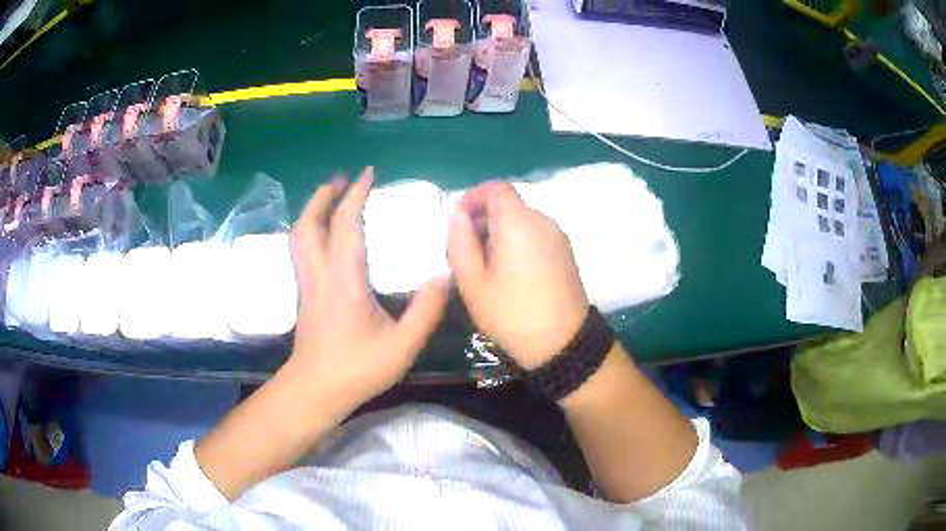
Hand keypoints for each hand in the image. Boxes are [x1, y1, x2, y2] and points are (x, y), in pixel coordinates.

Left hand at [289, 167, 448, 413]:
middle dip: (323, 195)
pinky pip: (301, 251)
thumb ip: (426, 311)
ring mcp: (307, 284)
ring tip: (329, 197)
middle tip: (341, 178)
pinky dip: (310, 230)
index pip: (345, 226)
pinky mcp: (304, 294)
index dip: (354, 196)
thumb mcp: (401, 347)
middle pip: (309, 224)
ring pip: (299, 237)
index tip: (367, 174)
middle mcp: (319, 275)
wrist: (315, 390)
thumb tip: (443, 276)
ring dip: (312, 210)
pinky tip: (324, 234)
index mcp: (344, 281)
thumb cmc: (357, 370)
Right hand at [447, 182, 588, 369]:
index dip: (474, 197)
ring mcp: (558, 236)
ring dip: (500, 232)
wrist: (563, 344)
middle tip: (467, 251)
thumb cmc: (511, 314)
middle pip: (509, 204)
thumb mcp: (472, 282)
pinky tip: (511, 273)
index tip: (459, 222)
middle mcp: (542, 221)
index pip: (496, 188)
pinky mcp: (566, 252)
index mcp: (518, 223)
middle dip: (483, 219)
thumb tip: (457, 213)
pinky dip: (518, 242)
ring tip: (487, 267)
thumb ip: (460, 241)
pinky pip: (536, 234)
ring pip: (522, 220)